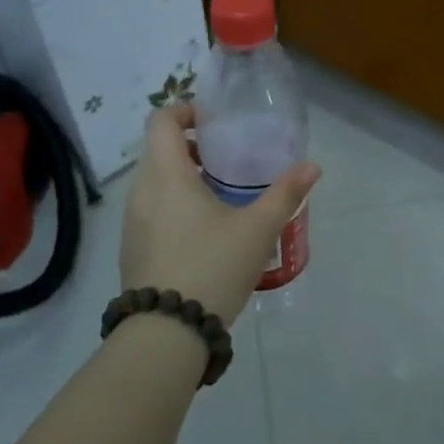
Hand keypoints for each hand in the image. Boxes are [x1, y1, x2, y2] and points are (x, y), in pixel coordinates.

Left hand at [120, 102, 319, 325]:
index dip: (185, 111)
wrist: (167, 332)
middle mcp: (141, 191)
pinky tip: (201, 232)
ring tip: (218, 195)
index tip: (214, 122)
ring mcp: (132, 222)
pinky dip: (171, 204)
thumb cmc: (212, 267)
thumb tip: (312, 166)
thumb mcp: (257, 230)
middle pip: (158, 149)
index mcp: (167, 175)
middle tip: (225, 159)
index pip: (161, 120)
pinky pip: (150, 209)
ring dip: (180, 177)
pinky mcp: (131, 248)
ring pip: (153, 182)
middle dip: (190, 146)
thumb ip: (285, 194)